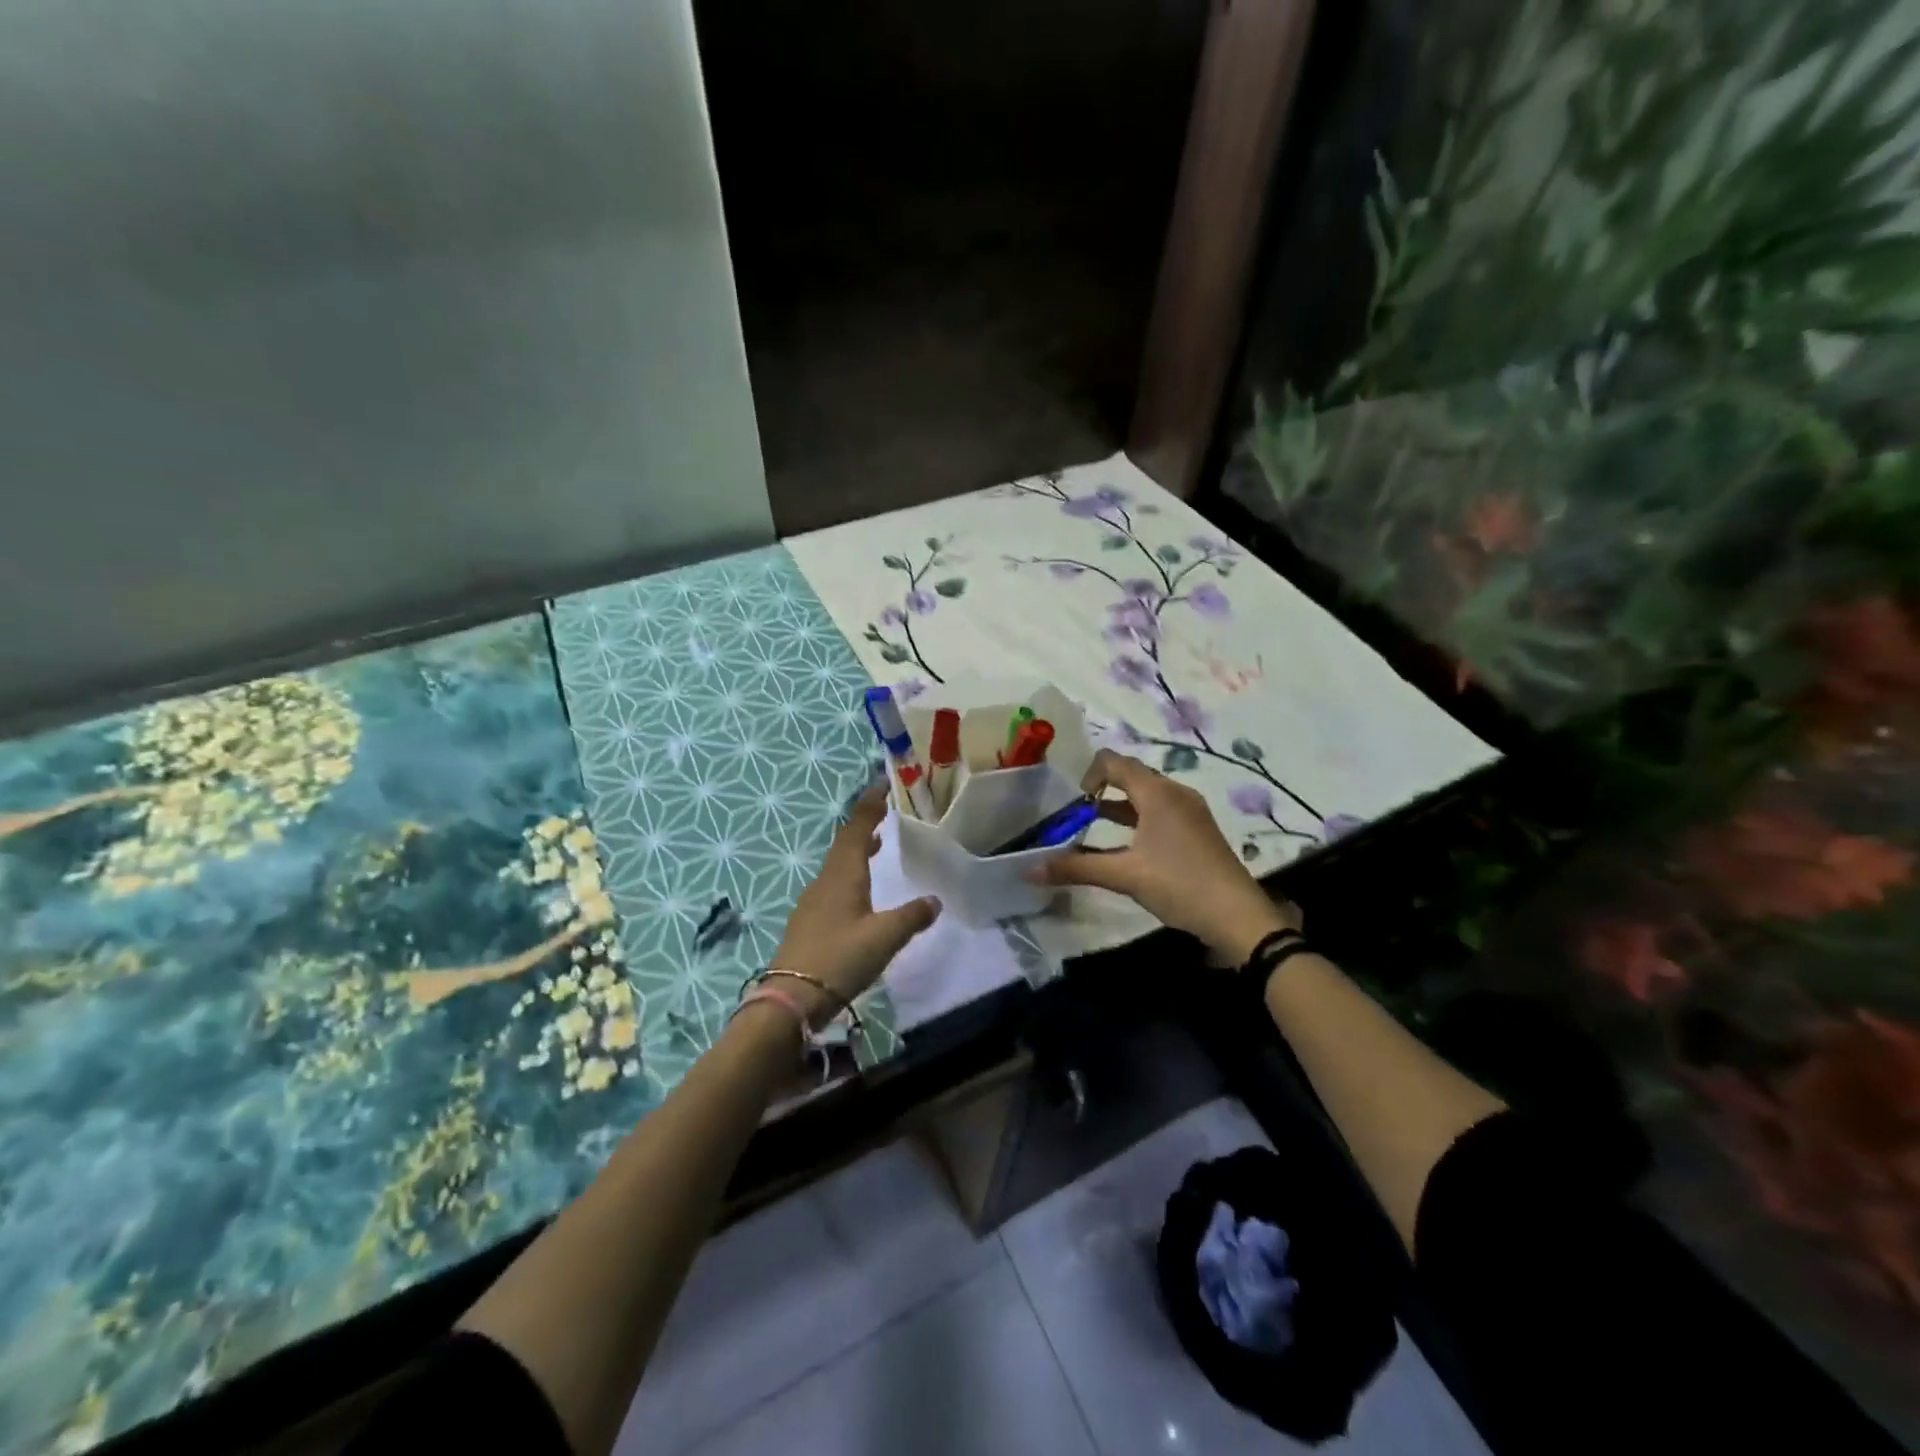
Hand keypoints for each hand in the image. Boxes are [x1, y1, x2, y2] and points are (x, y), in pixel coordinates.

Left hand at [771, 783, 940, 1021]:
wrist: (791, 999)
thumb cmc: (840, 959)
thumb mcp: (884, 938)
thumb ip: (911, 917)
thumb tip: (934, 900)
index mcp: (842, 875)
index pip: (856, 828)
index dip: (870, 805)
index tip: (883, 785)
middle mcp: (825, 881)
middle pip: (844, 844)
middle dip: (864, 825)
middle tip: (884, 812)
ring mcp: (813, 902)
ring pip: (837, 865)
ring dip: (856, 850)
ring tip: (876, 845)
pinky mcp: (809, 922)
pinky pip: (832, 885)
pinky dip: (849, 874)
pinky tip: (859, 892)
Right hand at [1034, 749, 1298, 962]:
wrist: (1238, 916)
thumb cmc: (1179, 885)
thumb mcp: (1123, 875)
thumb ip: (1075, 867)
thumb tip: (1029, 869)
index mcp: (1158, 793)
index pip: (1115, 762)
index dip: (1089, 774)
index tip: (1074, 804)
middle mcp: (1175, 793)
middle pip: (1131, 776)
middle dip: (1101, 789)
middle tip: (1077, 814)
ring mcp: (1190, 811)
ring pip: (1146, 796)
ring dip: (1119, 806)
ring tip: (1093, 827)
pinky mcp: (1198, 831)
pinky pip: (1160, 812)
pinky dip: (1138, 820)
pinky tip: (1127, 847)